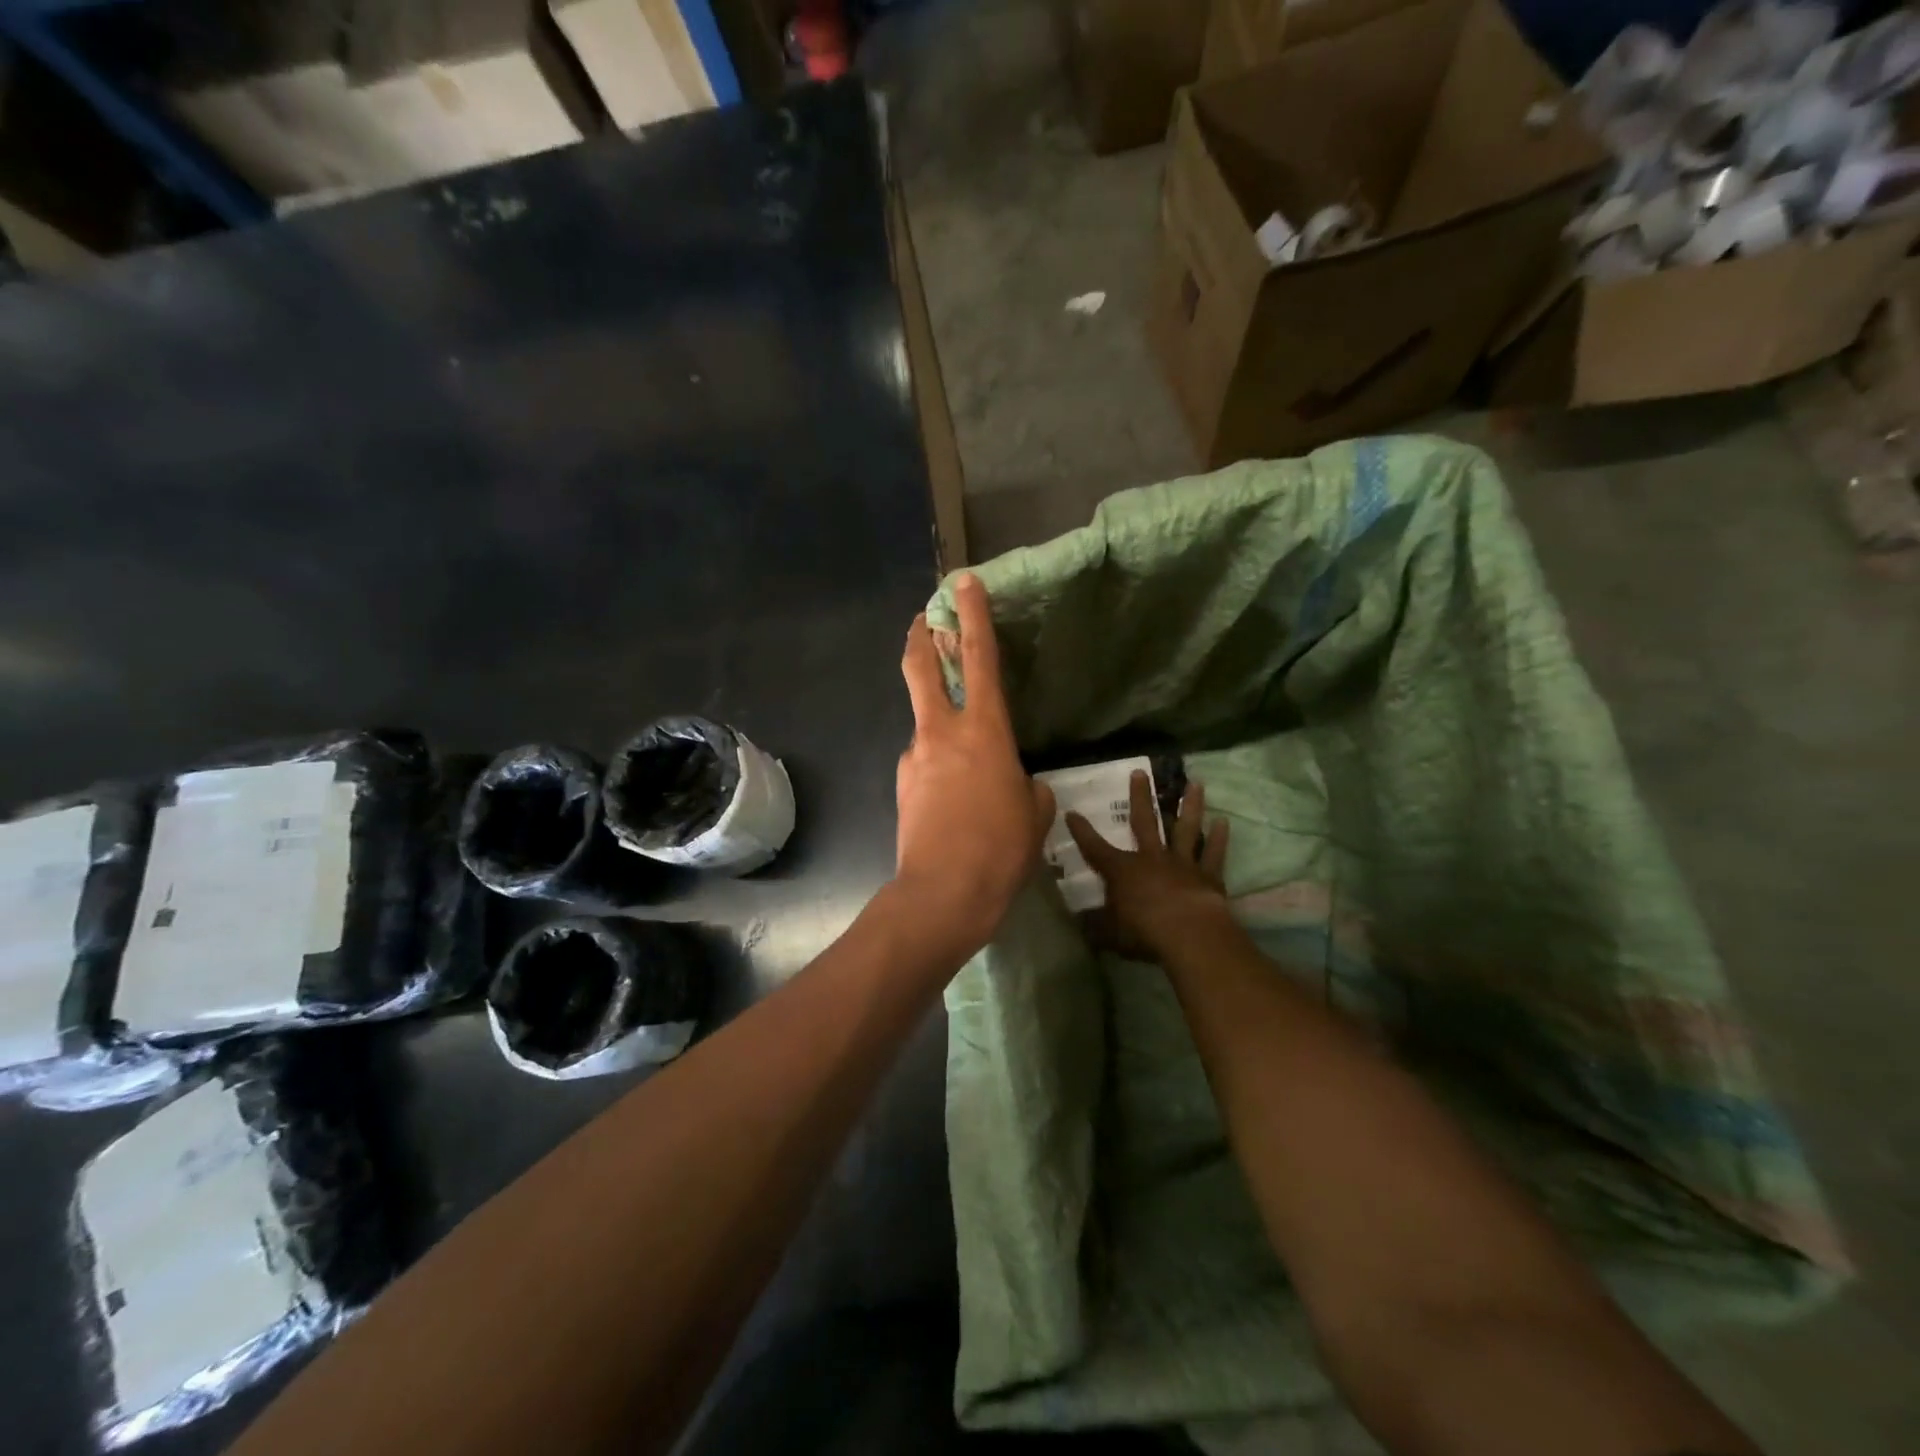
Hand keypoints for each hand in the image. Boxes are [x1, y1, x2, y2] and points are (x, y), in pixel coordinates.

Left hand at [895, 573, 1053, 955]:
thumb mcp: (1033, 814)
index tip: (963, 582)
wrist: (943, 894)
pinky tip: (953, 800)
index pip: (980, 658)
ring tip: (965, 764)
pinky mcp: (902, 784)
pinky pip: (923, 762)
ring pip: (924, 722)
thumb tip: (1019, 783)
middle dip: (921, 636)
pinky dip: (937, 765)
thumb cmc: (1001, 851)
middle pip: (921, 667)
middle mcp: (941, 733)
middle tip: (923, 619)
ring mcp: (915, 757)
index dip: (973, 615)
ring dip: (938, 721)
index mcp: (984, 731)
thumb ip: (1029, 787)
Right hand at [1066, 771, 1231, 961]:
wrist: (1190, 935)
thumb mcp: (1111, 934)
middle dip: (1140, 797)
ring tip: (1195, 783)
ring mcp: (1182, 864)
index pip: (1096, 848)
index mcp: (1123, 871)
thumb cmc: (1144, 933)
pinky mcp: (1208, 876)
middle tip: (1140, 772)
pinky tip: (1223, 821)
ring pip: (1186, 828)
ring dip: (1190, 806)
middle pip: (1144, 821)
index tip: (1072, 813)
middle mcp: (1152, 858)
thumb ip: (1097, 926)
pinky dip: (1219, 838)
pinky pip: (1214, 853)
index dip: (1082, 832)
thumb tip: (1081, 923)